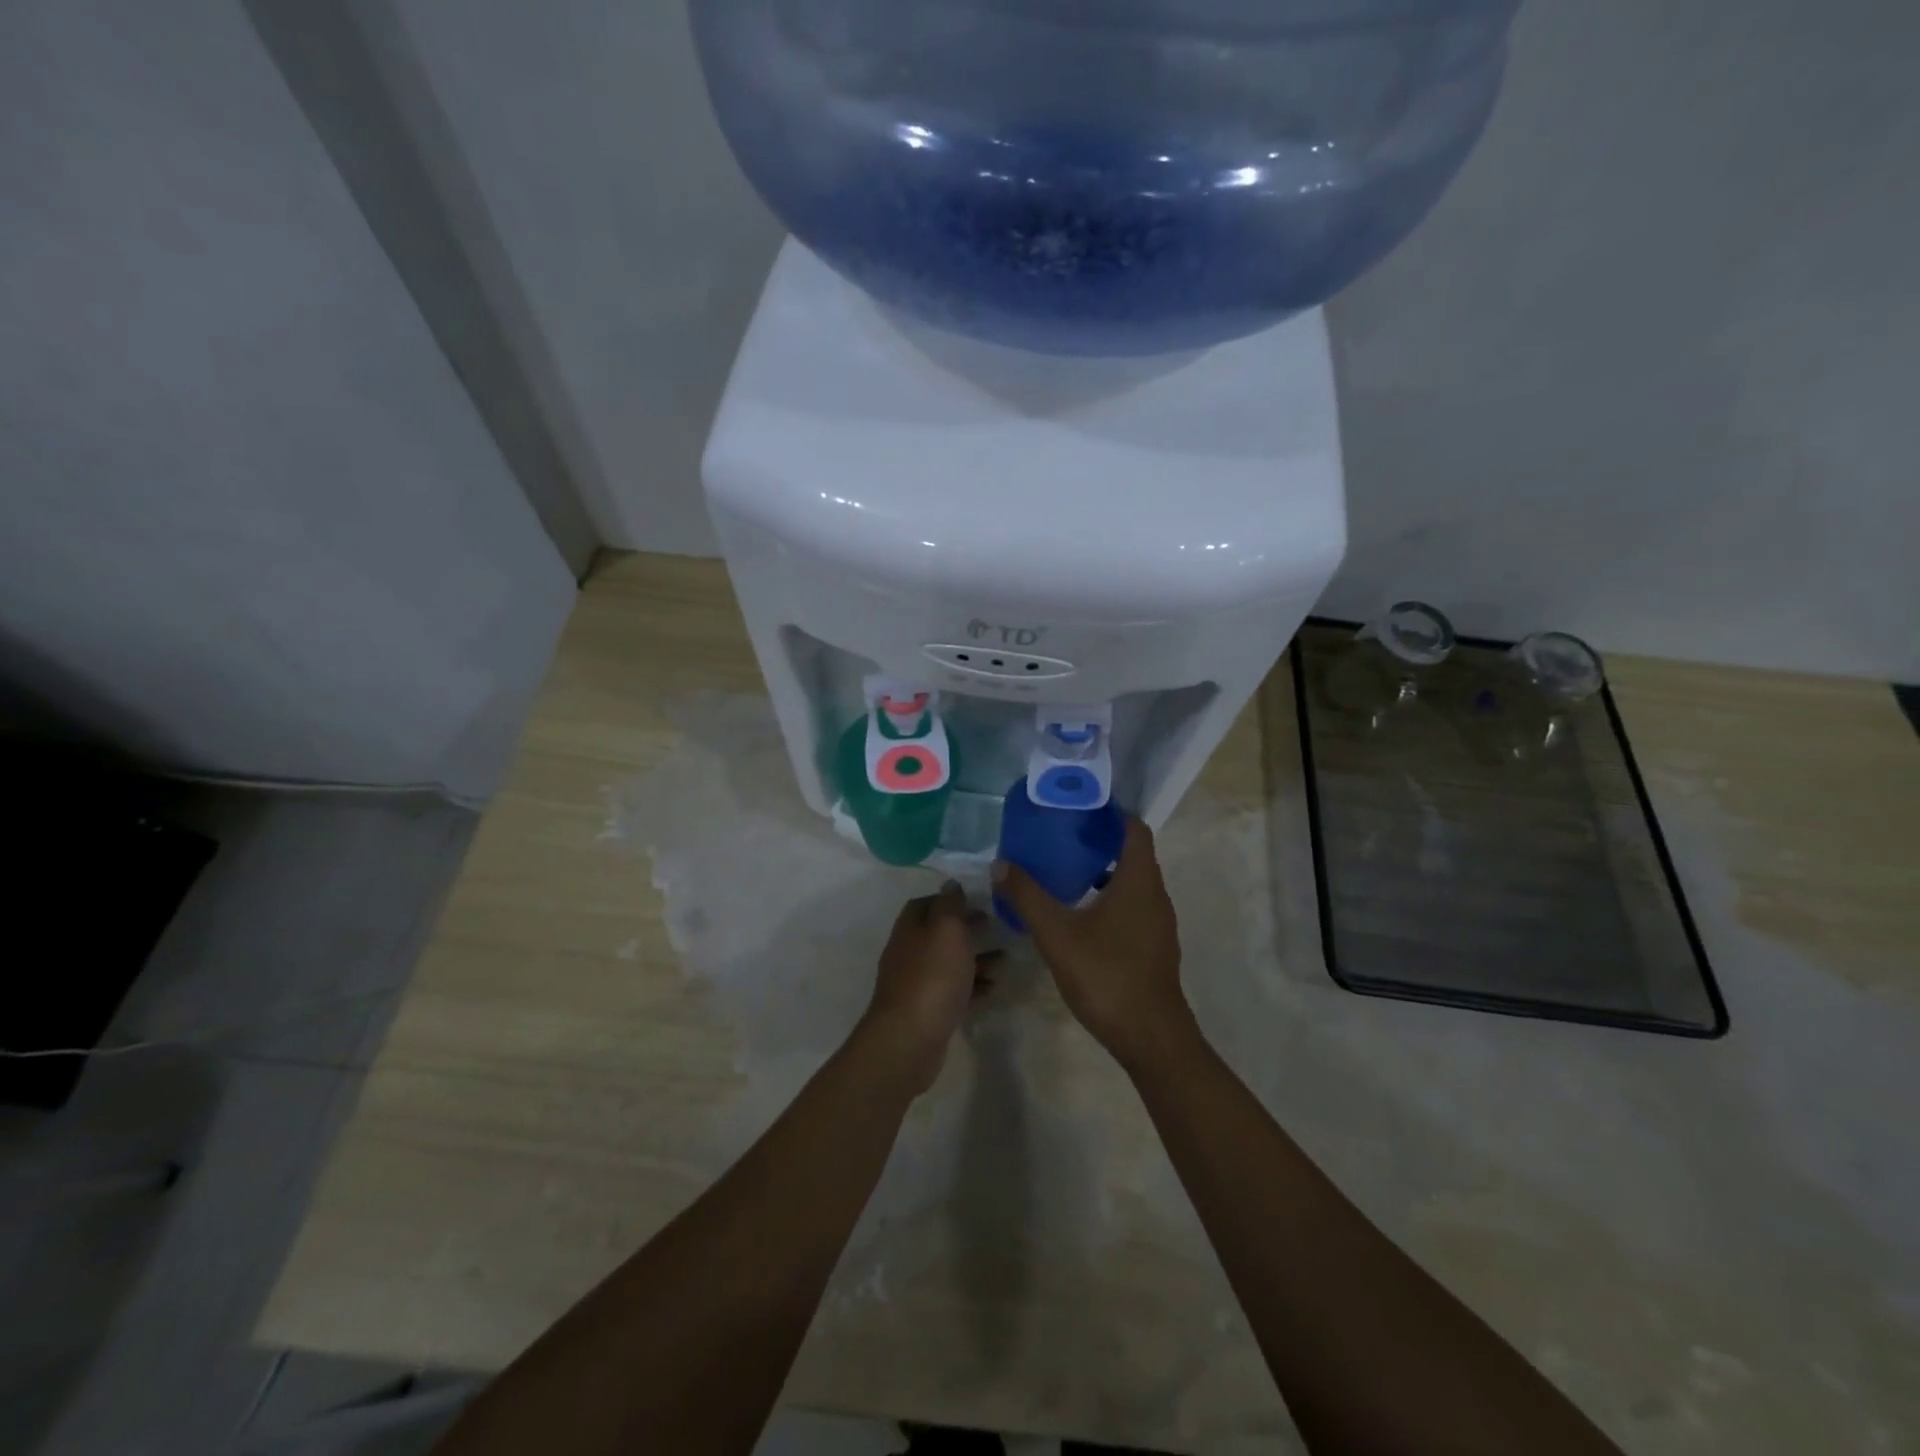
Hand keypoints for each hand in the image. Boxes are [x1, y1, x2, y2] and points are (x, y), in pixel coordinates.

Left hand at [858, 881, 995, 1094]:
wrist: (910, 1039)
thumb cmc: (932, 976)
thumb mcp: (946, 929)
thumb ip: (950, 904)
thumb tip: (951, 883)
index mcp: (910, 929)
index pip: (925, 904)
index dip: (949, 899)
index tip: (976, 899)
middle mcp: (909, 953)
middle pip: (938, 934)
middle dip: (965, 928)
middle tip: (994, 925)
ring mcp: (917, 984)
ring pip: (949, 963)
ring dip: (975, 959)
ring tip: (1005, 959)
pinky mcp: (928, 1012)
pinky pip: (953, 992)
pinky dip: (973, 987)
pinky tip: (994, 988)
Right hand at [991, 818, 1195, 1073]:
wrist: (1150, 1037)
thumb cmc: (1106, 975)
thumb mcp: (1057, 934)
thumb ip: (1028, 896)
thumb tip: (1000, 864)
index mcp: (1139, 881)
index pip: (1134, 829)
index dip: (1110, 813)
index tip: (1078, 807)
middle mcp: (1155, 895)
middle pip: (1133, 853)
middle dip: (1100, 841)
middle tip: (1061, 835)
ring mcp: (1158, 923)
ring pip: (1133, 882)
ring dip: (1104, 871)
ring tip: (1065, 870)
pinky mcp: (1153, 946)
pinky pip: (1133, 906)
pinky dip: (1110, 897)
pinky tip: (1080, 913)